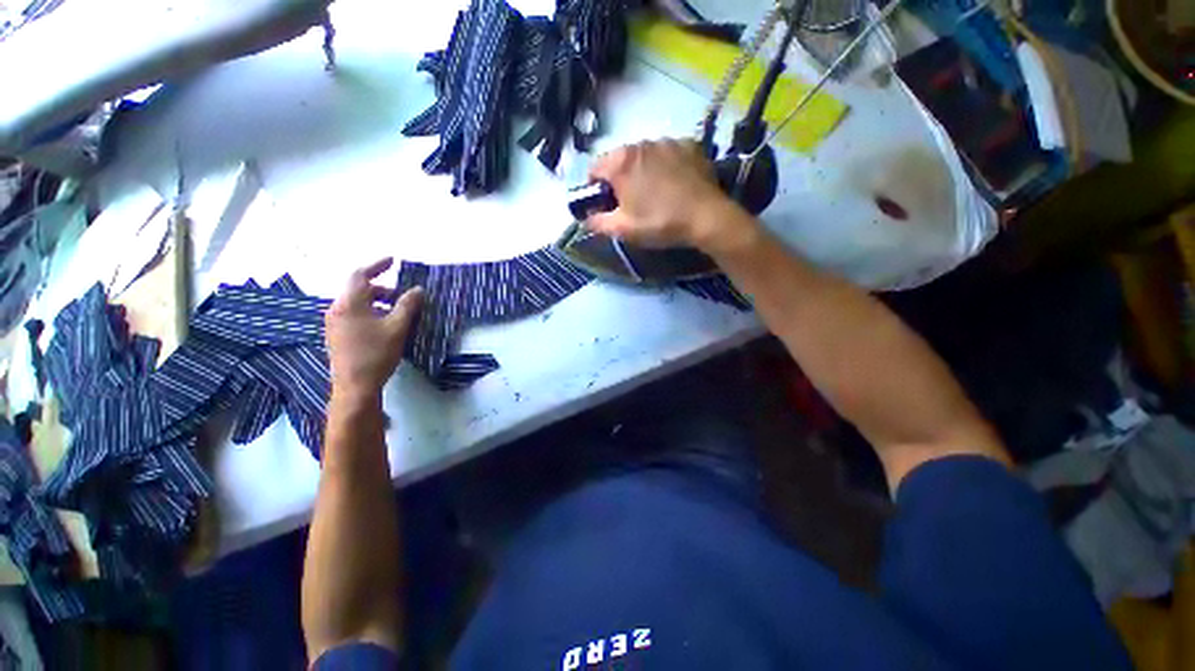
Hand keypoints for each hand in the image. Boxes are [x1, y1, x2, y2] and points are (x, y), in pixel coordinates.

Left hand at [325, 258, 423, 407]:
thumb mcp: (397, 327)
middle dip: (382, 288)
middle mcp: (337, 310)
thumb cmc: (376, 353)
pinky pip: (353, 315)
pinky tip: (384, 324)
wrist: (355, 387)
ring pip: (356, 303)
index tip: (393, 261)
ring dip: (377, 301)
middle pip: (359, 289)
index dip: (377, 265)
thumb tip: (418, 289)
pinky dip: (370, 312)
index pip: (360, 275)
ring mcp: (334, 324)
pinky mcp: (337, 336)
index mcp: (349, 304)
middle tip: (402, 294)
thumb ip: (407, 305)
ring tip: (397, 311)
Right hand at [586, 139, 739, 249]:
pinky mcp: (689, 144)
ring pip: (644, 155)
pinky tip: (673, 184)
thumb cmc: (659, 223)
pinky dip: (664, 166)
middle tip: (630, 203)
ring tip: (655, 194)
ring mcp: (667, 141)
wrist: (706, 217)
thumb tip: (584, 218)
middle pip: (619, 161)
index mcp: (621, 162)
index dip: (595, 189)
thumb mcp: (623, 229)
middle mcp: (641, 143)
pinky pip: (667, 154)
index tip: (604, 205)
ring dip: (642, 171)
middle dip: (619, 180)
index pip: (594, 169)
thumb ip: (597, 222)